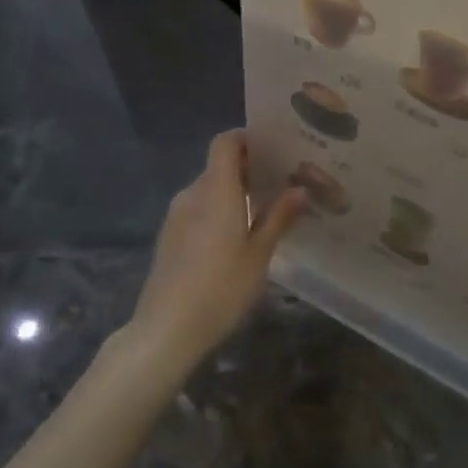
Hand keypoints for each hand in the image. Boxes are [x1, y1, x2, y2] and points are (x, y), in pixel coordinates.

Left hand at [121, 132, 305, 376]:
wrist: (167, 329)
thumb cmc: (221, 288)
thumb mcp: (259, 254)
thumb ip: (279, 217)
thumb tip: (299, 188)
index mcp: (216, 190)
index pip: (225, 142)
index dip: (247, 138)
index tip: (275, 148)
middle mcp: (192, 194)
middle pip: (219, 166)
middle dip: (249, 169)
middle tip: (283, 183)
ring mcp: (176, 216)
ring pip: (209, 190)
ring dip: (234, 193)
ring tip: (265, 211)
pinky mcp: (170, 237)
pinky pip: (198, 210)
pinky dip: (219, 212)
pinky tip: (238, 237)